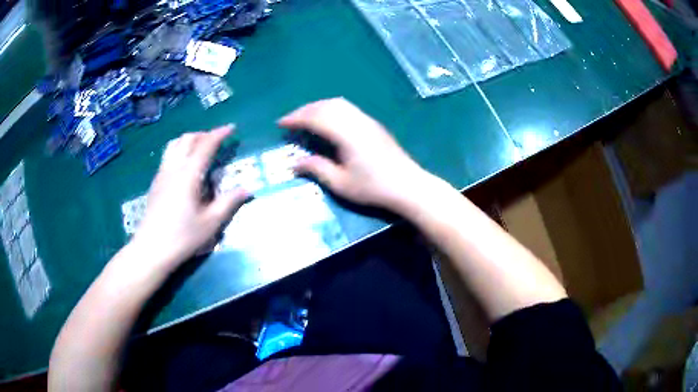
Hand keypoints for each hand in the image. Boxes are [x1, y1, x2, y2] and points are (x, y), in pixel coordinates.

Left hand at [132, 126, 247, 268]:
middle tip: (217, 140)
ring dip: (189, 140)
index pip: (205, 145)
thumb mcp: (211, 223)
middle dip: (203, 134)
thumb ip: (229, 202)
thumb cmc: (183, 237)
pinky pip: (167, 156)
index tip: (231, 128)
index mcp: (188, 175)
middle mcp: (173, 168)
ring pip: (174, 145)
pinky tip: (184, 167)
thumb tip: (248, 189)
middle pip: (187, 139)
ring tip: (200, 148)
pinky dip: (179, 151)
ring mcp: (161, 175)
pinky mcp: (155, 183)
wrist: (151, 250)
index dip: (219, 134)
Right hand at [278, 98, 428, 211]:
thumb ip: (316, 168)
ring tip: (306, 119)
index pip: (315, 117)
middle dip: (305, 110)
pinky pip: (348, 108)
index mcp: (345, 133)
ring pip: (338, 103)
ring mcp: (367, 120)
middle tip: (290, 121)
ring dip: (319, 107)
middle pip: (326, 106)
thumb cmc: (373, 187)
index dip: (295, 118)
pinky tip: (329, 121)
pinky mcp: (374, 124)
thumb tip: (295, 163)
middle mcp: (356, 120)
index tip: (280, 124)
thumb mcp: (341, 183)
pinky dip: (332, 109)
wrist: (408, 185)